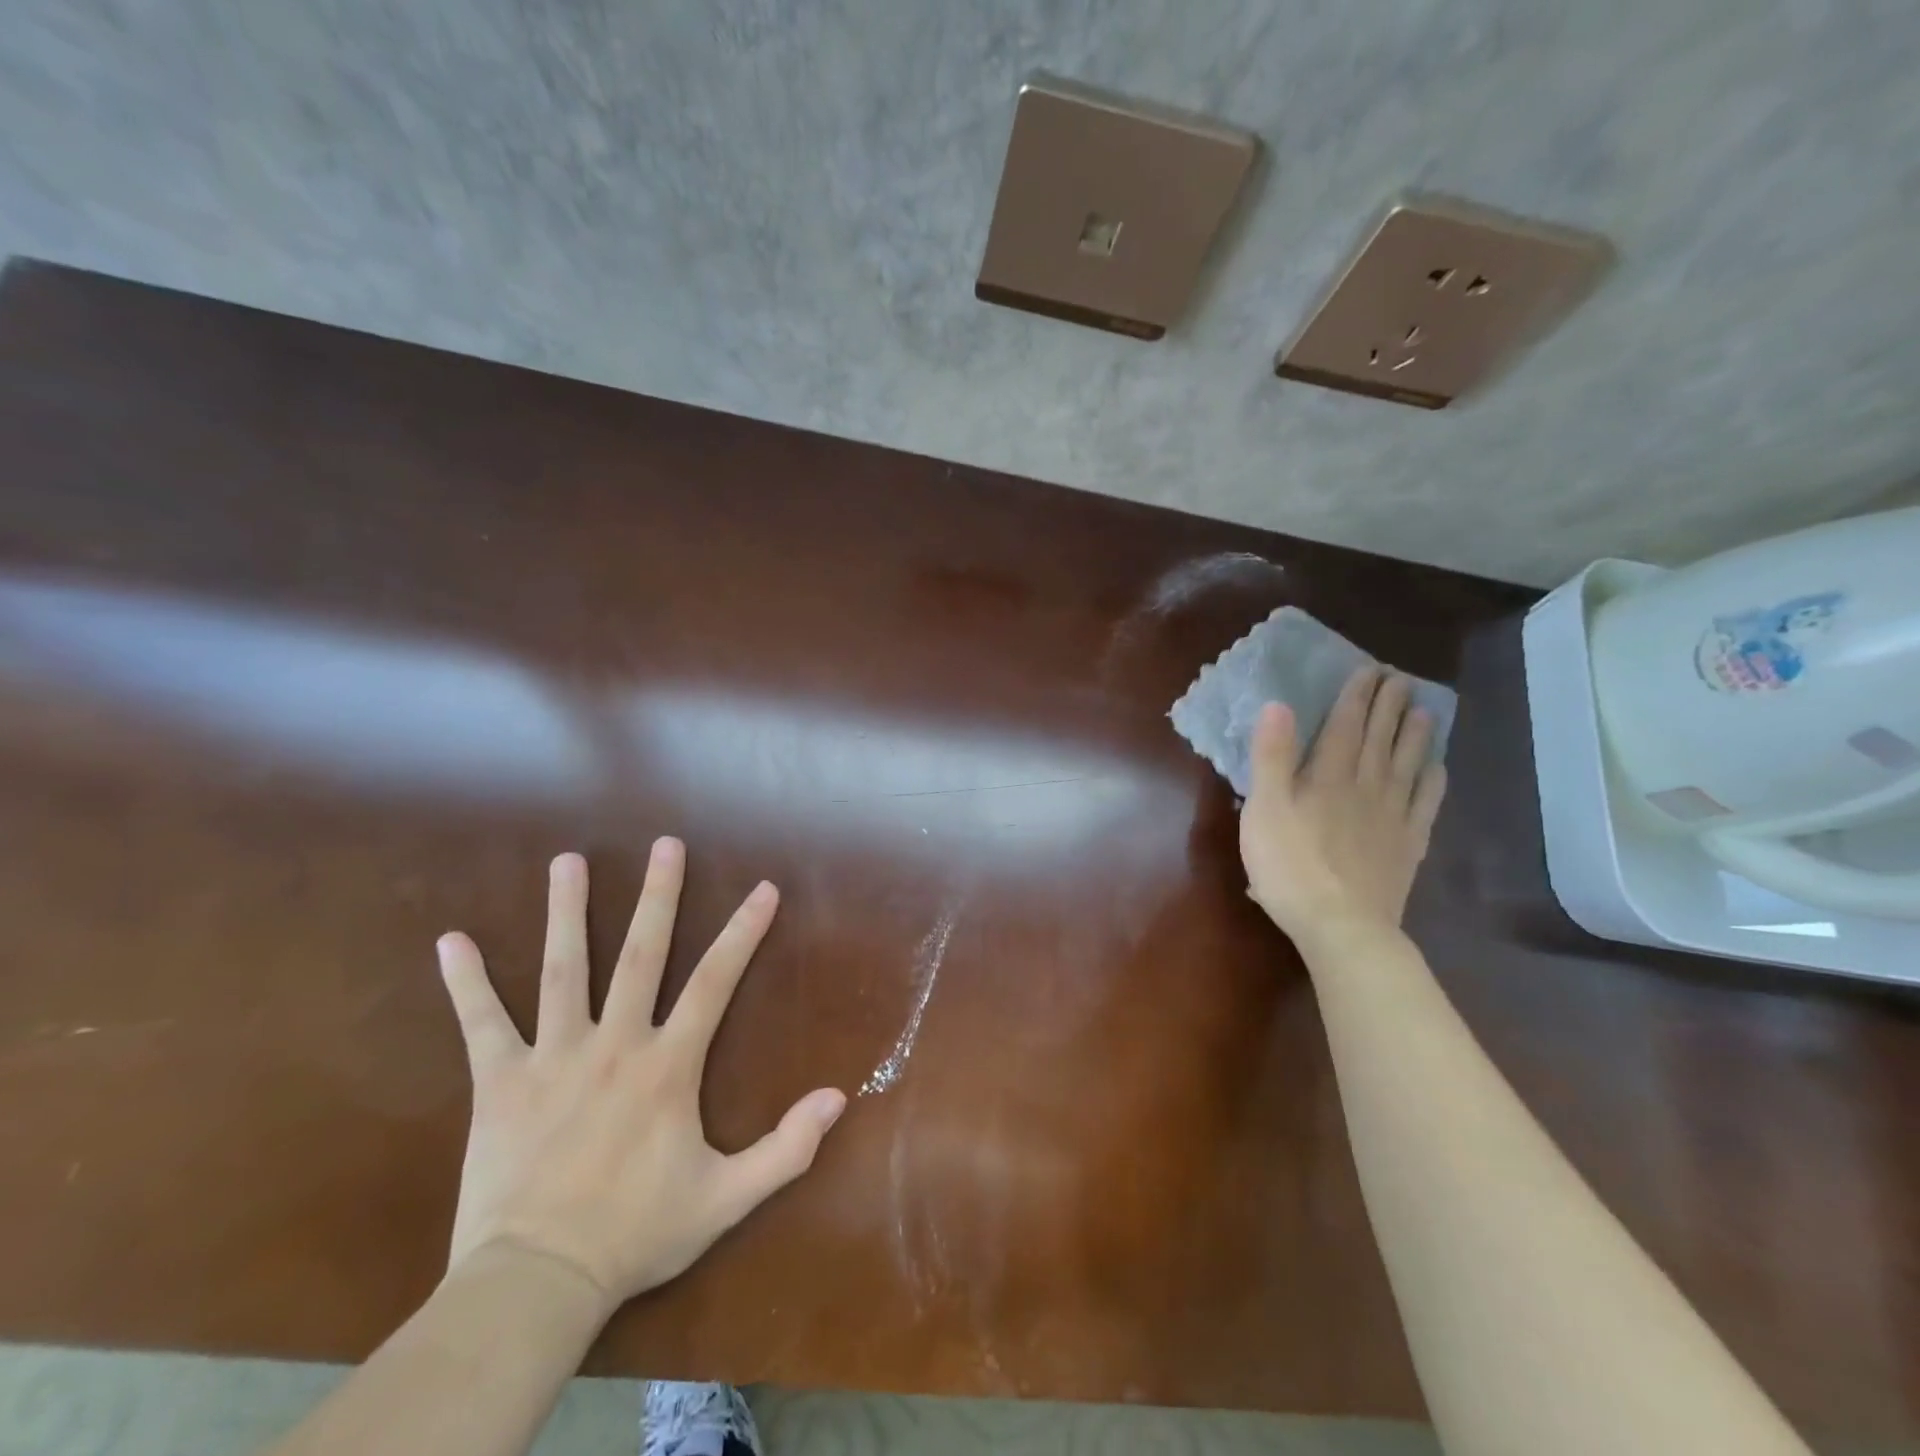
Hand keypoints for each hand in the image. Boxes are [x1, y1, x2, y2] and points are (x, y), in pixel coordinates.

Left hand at [435, 840, 846, 1311]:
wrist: (537, 1284)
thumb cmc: (636, 1234)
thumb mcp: (726, 1198)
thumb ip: (786, 1149)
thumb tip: (838, 1098)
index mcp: (667, 1064)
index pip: (715, 981)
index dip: (743, 932)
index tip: (763, 889)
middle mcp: (614, 1043)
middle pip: (640, 954)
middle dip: (657, 895)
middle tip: (666, 844)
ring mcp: (553, 1057)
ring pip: (563, 970)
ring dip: (567, 912)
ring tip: (568, 860)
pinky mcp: (499, 1082)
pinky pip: (482, 1024)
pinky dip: (467, 983)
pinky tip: (451, 942)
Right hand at [1239, 666, 1446, 941]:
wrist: (1340, 925)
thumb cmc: (1289, 866)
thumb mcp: (1264, 809)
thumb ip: (1272, 757)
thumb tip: (1278, 705)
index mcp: (1328, 776)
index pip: (1345, 725)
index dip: (1356, 696)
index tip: (1369, 670)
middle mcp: (1366, 786)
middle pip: (1379, 738)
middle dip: (1388, 705)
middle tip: (1399, 679)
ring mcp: (1392, 816)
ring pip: (1406, 765)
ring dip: (1415, 735)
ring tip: (1423, 711)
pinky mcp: (1407, 845)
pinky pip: (1425, 804)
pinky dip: (1433, 782)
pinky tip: (1437, 770)